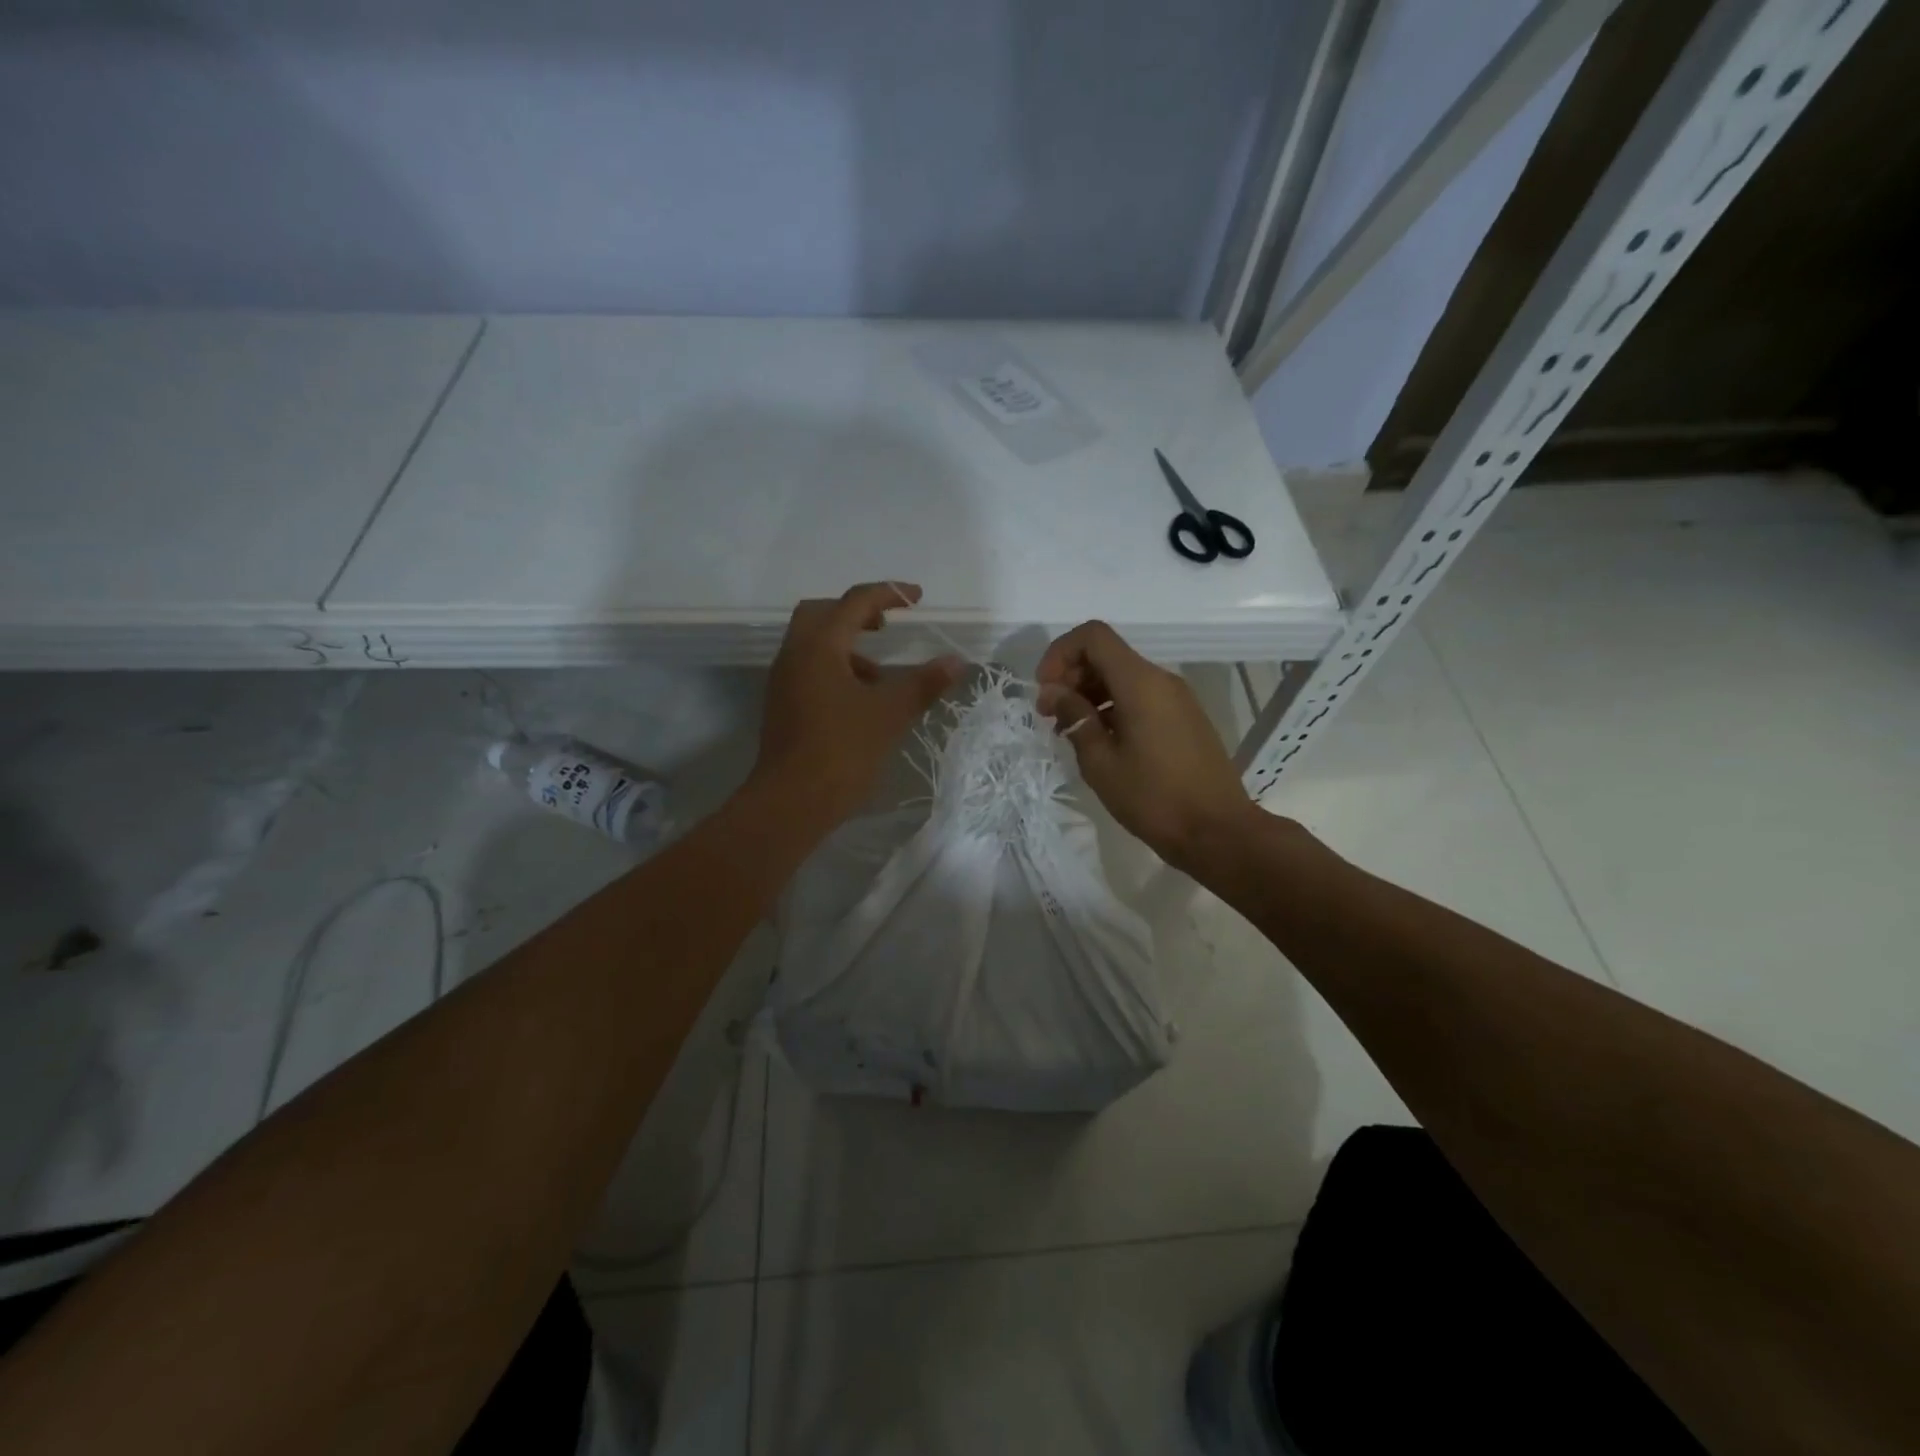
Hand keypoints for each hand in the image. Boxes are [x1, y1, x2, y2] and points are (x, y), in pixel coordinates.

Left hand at [753, 581, 962, 831]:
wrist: (792, 801)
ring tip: (881, 675)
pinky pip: (810, 668)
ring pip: (814, 643)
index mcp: (819, 646)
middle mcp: (795, 654)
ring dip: (848, 645)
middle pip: (822, 613)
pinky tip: (860, 700)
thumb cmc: (842, 750)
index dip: (889, 593)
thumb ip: (924, 683)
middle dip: (858, 613)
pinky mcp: (783, 705)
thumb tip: (956, 661)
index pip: (855, 602)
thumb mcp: (890, 713)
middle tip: (888, 625)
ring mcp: (784, 680)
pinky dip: (837, 668)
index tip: (918, 598)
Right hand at [1036, 620, 1254, 871]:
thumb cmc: (1154, 798)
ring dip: (1090, 693)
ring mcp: (1177, 699)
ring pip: (1123, 676)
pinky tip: (1100, 740)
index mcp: (1140, 683)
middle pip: (1107, 654)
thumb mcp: (1101, 762)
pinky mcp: (1184, 718)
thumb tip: (1054, 691)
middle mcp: (1162, 680)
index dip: (1060, 653)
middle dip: (1071, 675)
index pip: (1093, 636)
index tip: (1045, 690)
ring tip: (1070, 731)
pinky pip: (1141, 696)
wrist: (1217, 832)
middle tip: (1050, 715)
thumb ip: (1075, 718)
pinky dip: (1113, 706)